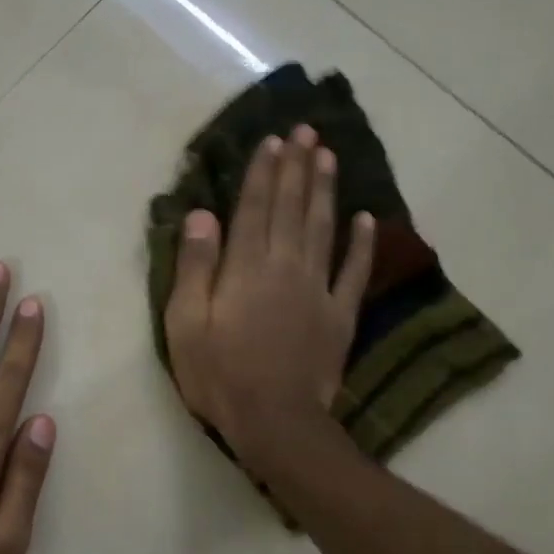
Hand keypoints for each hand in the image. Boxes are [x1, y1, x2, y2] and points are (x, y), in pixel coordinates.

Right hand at [163, 125, 373, 466]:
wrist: (275, 421)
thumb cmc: (219, 374)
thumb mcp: (186, 324)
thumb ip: (195, 267)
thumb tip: (202, 215)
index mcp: (245, 268)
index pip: (255, 209)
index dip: (264, 173)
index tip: (273, 141)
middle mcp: (284, 267)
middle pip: (292, 209)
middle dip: (298, 168)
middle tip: (306, 131)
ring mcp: (317, 290)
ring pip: (324, 229)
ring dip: (326, 191)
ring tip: (330, 156)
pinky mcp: (339, 316)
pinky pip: (354, 272)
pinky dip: (362, 244)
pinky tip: (367, 218)